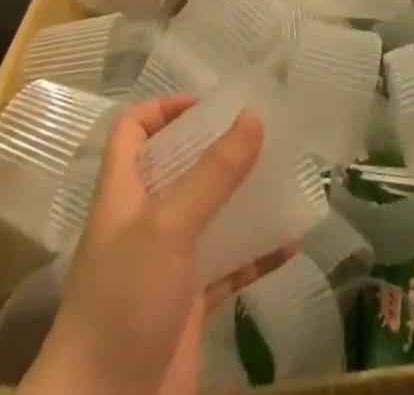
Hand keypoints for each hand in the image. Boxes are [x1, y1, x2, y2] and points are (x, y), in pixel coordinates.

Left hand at [21, 96, 293, 394]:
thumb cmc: (124, 303)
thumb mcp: (168, 227)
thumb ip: (212, 173)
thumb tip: (253, 116)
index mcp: (123, 193)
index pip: (133, 131)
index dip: (164, 109)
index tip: (209, 106)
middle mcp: (143, 223)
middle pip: (178, 168)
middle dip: (216, 149)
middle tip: (261, 134)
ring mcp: (166, 266)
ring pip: (209, 215)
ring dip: (243, 198)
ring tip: (284, 177)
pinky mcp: (187, 307)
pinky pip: (228, 267)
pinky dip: (256, 254)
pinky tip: (289, 243)